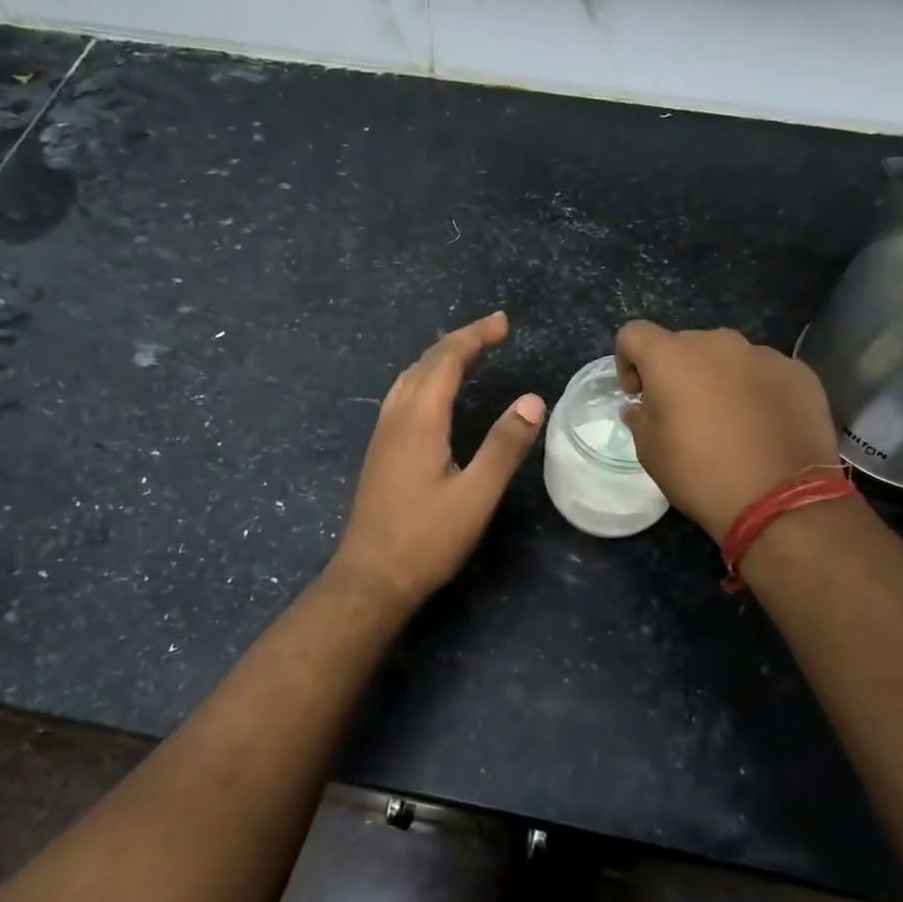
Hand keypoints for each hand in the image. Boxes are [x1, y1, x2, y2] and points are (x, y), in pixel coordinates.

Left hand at [333, 312, 545, 606]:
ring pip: (408, 378)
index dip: (475, 336)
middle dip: (459, 341)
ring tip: (469, 355)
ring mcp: (382, 435)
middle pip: (424, 363)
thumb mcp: (476, 495)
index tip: (503, 323)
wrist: (370, 578)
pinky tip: (436, 396)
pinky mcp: (379, 452)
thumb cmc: (426, 539)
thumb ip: (504, 445)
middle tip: (494, 332)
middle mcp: (396, 417)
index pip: (446, 359)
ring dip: (439, 359)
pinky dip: (426, 380)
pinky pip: (402, 396)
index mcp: (419, 420)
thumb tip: (532, 400)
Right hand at [615, 321, 840, 543]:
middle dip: (677, 372)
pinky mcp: (798, 373)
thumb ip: (640, 419)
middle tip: (683, 413)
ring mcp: (763, 355)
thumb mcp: (651, 453)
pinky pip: (764, 373)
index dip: (627, 361)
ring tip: (729, 420)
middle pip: (684, 345)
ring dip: (719, 379)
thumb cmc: (700, 473)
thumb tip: (642, 407)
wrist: (781, 499)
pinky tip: (764, 427)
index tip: (638, 396)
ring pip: (728, 358)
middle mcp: (717, 343)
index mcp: (672, 357)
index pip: (634, 334)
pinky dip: (756, 390)